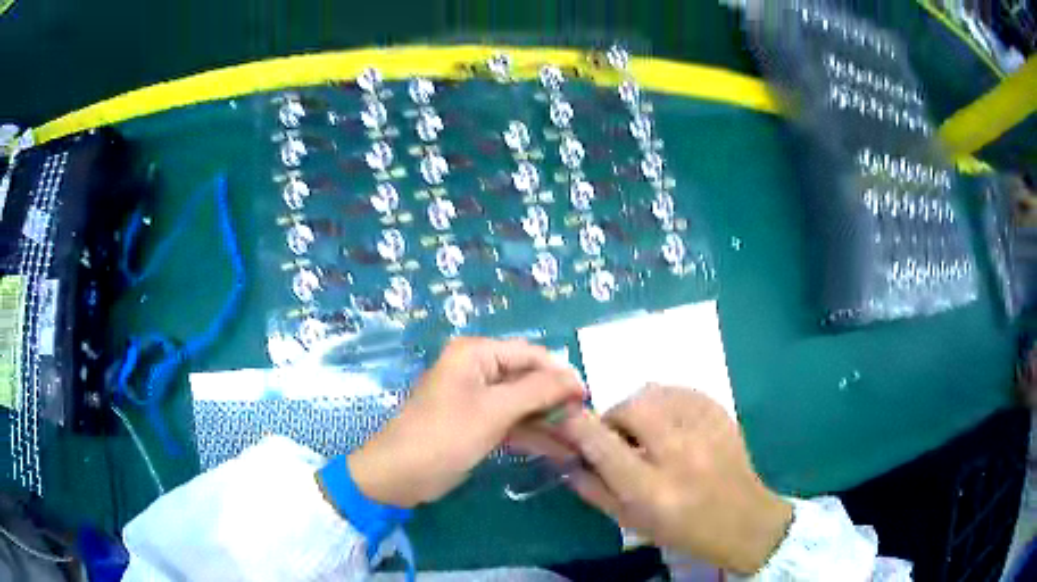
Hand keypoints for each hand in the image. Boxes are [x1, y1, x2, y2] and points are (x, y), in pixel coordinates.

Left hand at [347, 337, 583, 507]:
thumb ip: (538, 391)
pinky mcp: (477, 424)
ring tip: (580, 438)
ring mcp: (477, 399)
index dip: (560, 373)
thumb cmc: (444, 435)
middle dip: (556, 399)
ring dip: (548, 420)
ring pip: (522, 403)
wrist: (400, 475)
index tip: (588, 397)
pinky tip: (559, 450)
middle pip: (527, 378)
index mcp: (476, 354)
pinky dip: (532, 435)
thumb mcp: (494, 411)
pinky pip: (511, 423)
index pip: (530, 354)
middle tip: (586, 421)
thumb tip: (576, 378)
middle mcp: (477, 370)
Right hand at [539, 385, 791, 573]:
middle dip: (615, 416)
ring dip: (641, 407)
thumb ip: (594, 489)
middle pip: (632, 408)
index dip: (578, 425)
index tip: (565, 416)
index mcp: (651, 490)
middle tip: (620, 435)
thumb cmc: (682, 529)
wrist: (743, 521)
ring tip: (648, 428)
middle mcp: (679, 455)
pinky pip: (682, 390)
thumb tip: (567, 458)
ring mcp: (706, 431)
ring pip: (657, 393)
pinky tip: (671, 421)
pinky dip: (666, 400)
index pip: (603, 445)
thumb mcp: (631, 522)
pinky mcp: (722, 416)